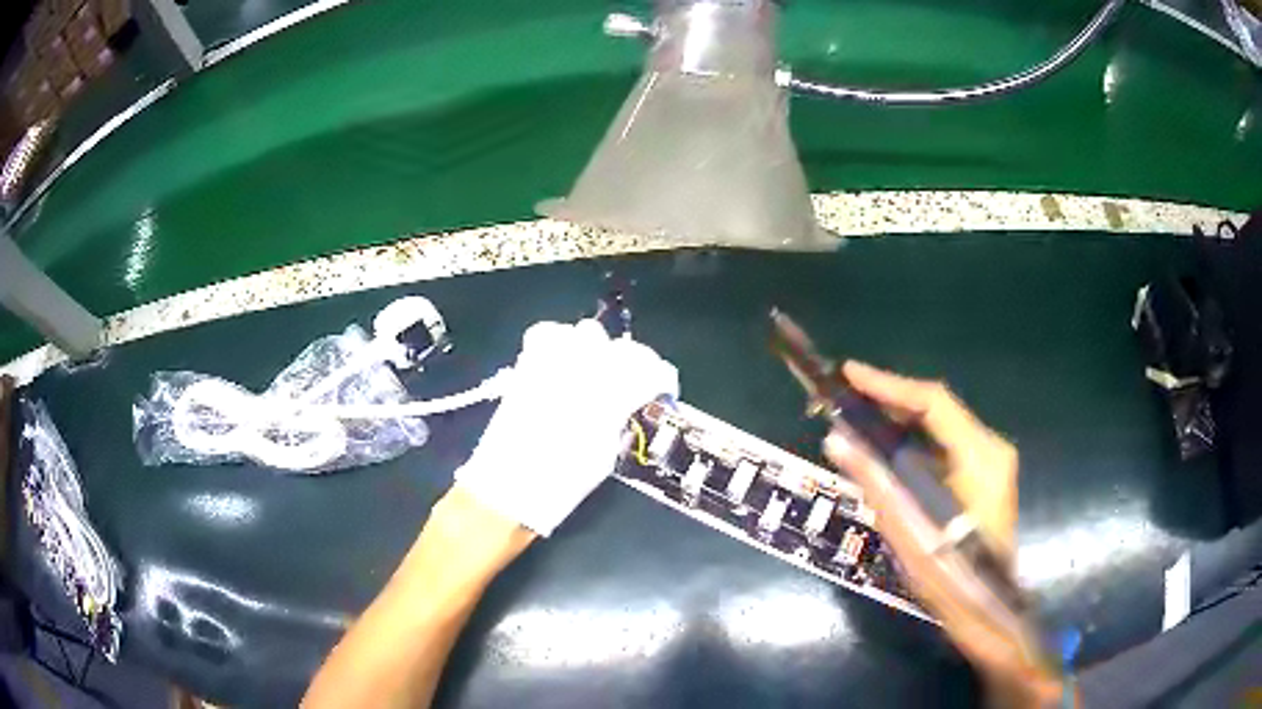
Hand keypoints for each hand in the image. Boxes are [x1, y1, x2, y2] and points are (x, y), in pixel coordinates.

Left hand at [455, 320, 678, 535]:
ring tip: (595, 371)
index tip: (662, 389)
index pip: (650, 370)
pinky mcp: (526, 367)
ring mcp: (552, 365)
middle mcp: (583, 373)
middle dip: (633, 362)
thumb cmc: (560, 484)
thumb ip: (620, 421)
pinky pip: (548, 335)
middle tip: (632, 381)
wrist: (505, 488)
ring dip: (597, 349)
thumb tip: (628, 405)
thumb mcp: (604, 457)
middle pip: (621, 347)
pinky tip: (563, 364)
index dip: (662, 378)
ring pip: (586, 333)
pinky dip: (561, 343)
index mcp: (609, 400)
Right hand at [824, 362, 1062, 706]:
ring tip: (859, 420)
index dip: (889, 385)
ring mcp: (990, 463)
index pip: (933, 402)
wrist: (987, 611)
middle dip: (891, 402)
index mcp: (980, 455)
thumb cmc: (950, 575)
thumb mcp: (908, 530)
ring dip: (900, 424)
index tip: (849, 374)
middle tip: (847, 398)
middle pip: (937, 411)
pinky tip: (887, 453)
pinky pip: (944, 449)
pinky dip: (914, 446)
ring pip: (940, 429)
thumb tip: (836, 439)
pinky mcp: (983, 478)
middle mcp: (990, 448)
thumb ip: (874, 481)